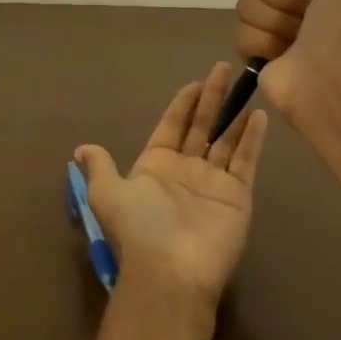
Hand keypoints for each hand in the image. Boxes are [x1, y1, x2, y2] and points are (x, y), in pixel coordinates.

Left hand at [73, 63, 268, 311]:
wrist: (171, 270)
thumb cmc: (139, 226)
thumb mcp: (108, 193)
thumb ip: (101, 167)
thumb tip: (81, 150)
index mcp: (155, 166)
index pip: (171, 127)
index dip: (182, 105)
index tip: (194, 83)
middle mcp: (185, 170)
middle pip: (201, 126)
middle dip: (211, 99)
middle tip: (223, 69)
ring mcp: (213, 182)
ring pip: (226, 140)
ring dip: (235, 115)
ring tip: (248, 86)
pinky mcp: (237, 195)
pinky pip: (246, 160)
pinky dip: (252, 139)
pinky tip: (259, 116)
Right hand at [233, 0, 340, 119]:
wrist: (324, 75)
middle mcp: (294, 2)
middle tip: (305, 18)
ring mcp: (272, 28)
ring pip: (247, 4)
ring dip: (273, 23)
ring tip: (293, 42)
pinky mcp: (254, 52)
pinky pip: (239, 33)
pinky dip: (260, 44)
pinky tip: (278, 56)